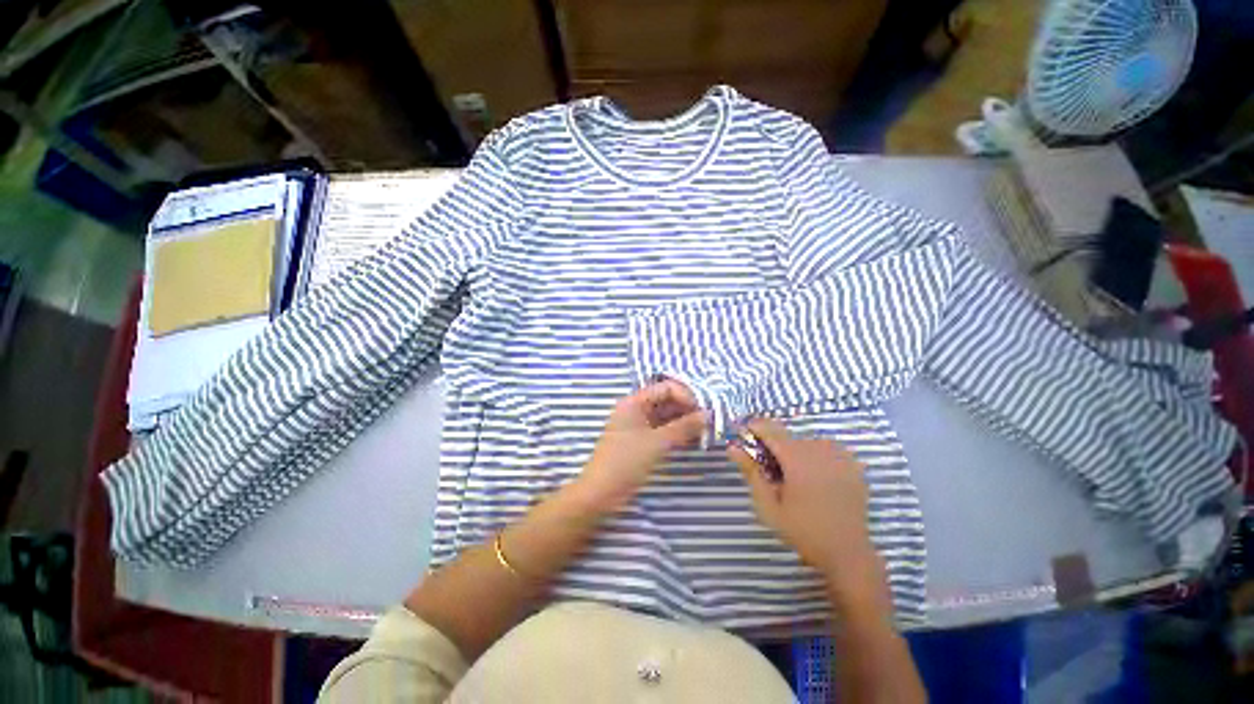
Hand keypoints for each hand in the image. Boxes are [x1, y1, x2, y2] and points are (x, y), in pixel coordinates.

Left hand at [574, 381, 707, 512]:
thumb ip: (684, 426)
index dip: (687, 396)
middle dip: (688, 410)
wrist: (600, 494)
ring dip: (684, 423)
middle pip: (666, 401)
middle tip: (709, 423)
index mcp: (634, 402)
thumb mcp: (657, 443)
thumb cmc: (626, 462)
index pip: (667, 388)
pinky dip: (676, 434)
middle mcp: (635, 409)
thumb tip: (707, 414)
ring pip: (666, 417)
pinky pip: (661, 430)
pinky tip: (692, 441)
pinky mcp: (639, 441)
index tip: (705, 412)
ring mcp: (637, 425)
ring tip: (704, 433)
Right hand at [727, 419, 878, 581]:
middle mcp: (819, 450)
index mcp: (797, 459)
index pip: (770, 429)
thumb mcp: (768, 505)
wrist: (847, 553)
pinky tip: (816, 477)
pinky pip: (827, 449)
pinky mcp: (853, 465)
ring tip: (794, 478)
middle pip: (788, 436)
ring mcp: (840, 456)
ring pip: (806, 441)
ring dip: (795, 451)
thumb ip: (751, 472)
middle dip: (774, 447)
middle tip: (770, 472)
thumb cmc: (803, 531)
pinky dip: (815, 456)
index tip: (744, 434)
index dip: (755, 428)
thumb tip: (733, 447)